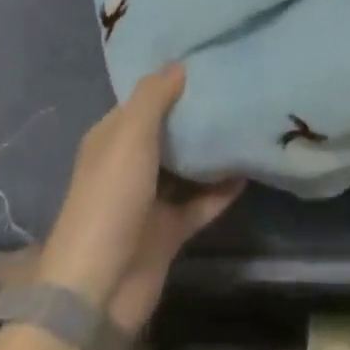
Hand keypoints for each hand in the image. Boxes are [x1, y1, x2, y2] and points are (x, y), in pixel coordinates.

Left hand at [37, 65, 243, 332]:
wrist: (99, 289)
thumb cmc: (110, 198)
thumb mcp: (129, 136)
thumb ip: (154, 97)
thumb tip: (179, 65)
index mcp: (112, 139)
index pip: (144, 100)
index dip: (170, 81)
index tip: (207, 60)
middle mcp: (129, 164)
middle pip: (168, 131)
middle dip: (196, 113)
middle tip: (236, 85)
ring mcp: (150, 200)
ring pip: (187, 166)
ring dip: (211, 150)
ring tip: (247, 120)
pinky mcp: (170, 231)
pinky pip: (202, 202)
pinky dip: (222, 189)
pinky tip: (250, 168)